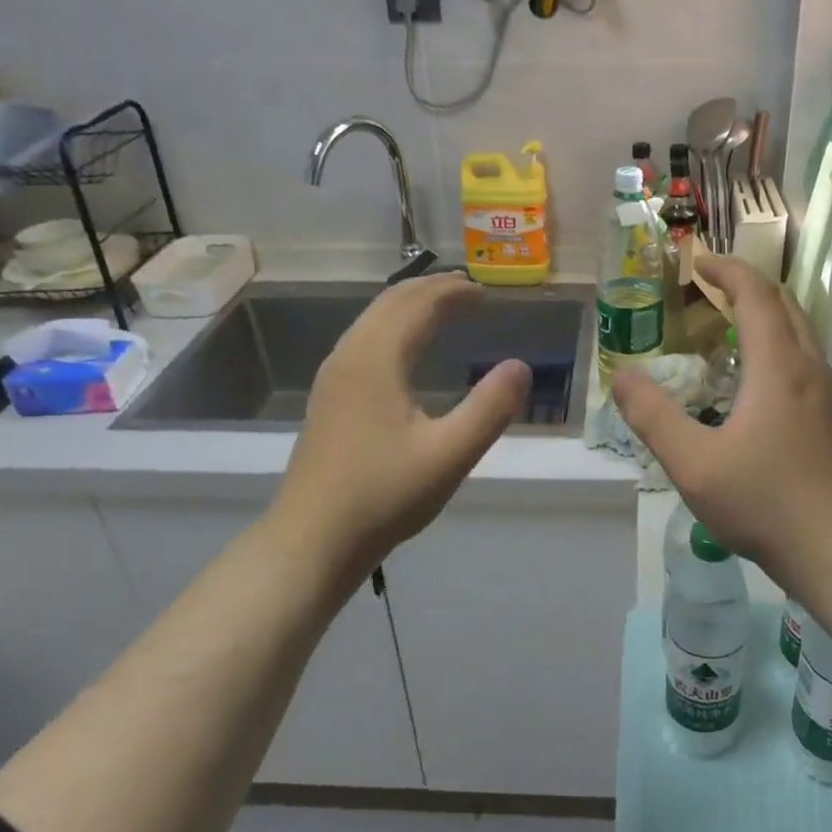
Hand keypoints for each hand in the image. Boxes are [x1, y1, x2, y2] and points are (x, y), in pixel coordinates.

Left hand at [267, 272, 529, 598]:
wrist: (311, 541)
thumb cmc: (383, 497)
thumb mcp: (449, 455)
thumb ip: (490, 408)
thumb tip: (520, 366)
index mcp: (377, 360)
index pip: (418, 304)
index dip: (453, 293)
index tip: (485, 294)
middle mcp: (350, 356)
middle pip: (390, 303)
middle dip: (431, 290)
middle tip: (467, 292)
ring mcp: (332, 377)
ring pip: (372, 320)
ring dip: (409, 306)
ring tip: (441, 310)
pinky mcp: (328, 399)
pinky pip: (363, 340)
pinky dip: (392, 327)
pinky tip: (404, 352)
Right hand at [611, 254, 831, 592]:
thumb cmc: (766, 502)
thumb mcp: (694, 463)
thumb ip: (653, 416)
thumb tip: (622, 375)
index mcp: (778, 365)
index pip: (755, 294)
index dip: (726, 270)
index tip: (697, 261)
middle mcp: (809, 367)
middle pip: (784, 305)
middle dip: (746, 286)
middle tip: (709, 290)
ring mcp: (827, 394)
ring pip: (799, 332)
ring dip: (765, 315)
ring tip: (728, 327)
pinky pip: (804, 359)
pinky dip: (777, 344)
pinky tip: (755, 380)